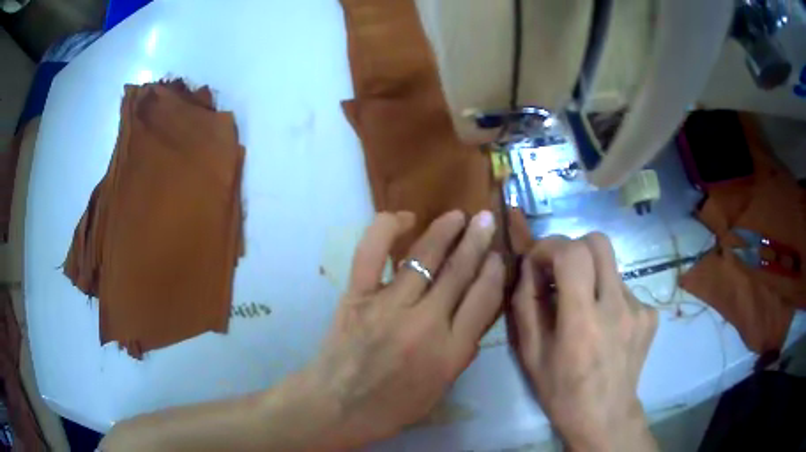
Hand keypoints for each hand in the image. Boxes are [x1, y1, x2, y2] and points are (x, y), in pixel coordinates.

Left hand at [299, 210, 503, 447]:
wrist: (336, 407)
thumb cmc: (390, 408)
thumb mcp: (439, 389)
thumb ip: (459, 353)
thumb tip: (472, 317)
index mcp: (450, 353)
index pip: (484, 300)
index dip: (494, 272)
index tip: (497, 255)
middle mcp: (426, 324)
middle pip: (459, 273)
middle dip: (477, 241)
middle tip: (486, 220)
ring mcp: (389, 306)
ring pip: (424, 258)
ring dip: (444, 231)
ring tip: (458, 216)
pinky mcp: (357, 296)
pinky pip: (372, 254)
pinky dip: (387, 229)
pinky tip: (405, 218)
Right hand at [511, 234, 658, 451]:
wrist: (605, 416)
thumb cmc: (561, 391)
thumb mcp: (530, 353)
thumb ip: (525, 304)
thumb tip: (529, 266)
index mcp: (582, 321)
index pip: (572, 253)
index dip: (550, 246)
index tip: (538, 260)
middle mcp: (616, 307)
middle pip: (598, 242)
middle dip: (574, 248)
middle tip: (561, 273)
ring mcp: (639, 309)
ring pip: (611, 266)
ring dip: (592, 276)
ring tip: (585, 308)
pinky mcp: (650, 314)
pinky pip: (625, 288)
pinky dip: (609, 296)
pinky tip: (605, 325)